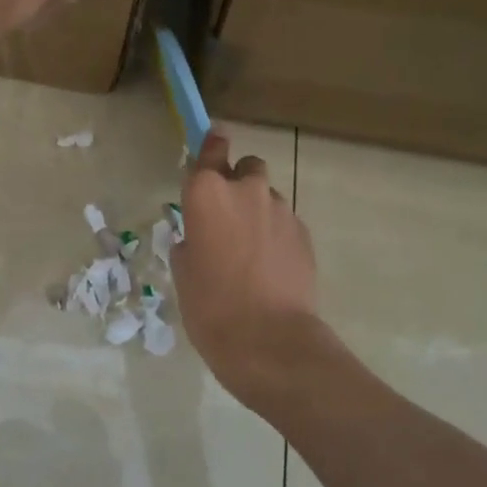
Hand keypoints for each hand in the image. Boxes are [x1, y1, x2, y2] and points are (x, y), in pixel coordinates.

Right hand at [172, 130, 323, 398]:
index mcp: (207, 193)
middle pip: (246, 167)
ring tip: (250, 248)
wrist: (269, 340)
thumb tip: (196, 240)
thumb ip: (188, 243)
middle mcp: (246, 191)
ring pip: (267, 196)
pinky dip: (276, 234)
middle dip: (238, 182)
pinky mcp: (304, 233)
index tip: (211, 147)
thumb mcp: (183, 273)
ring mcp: (280, 210)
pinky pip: (285, 222)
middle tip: (227, 216)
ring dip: (258, 210)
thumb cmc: (211, 305)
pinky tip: (270, 266)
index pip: (211, 149)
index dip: (211, 146)